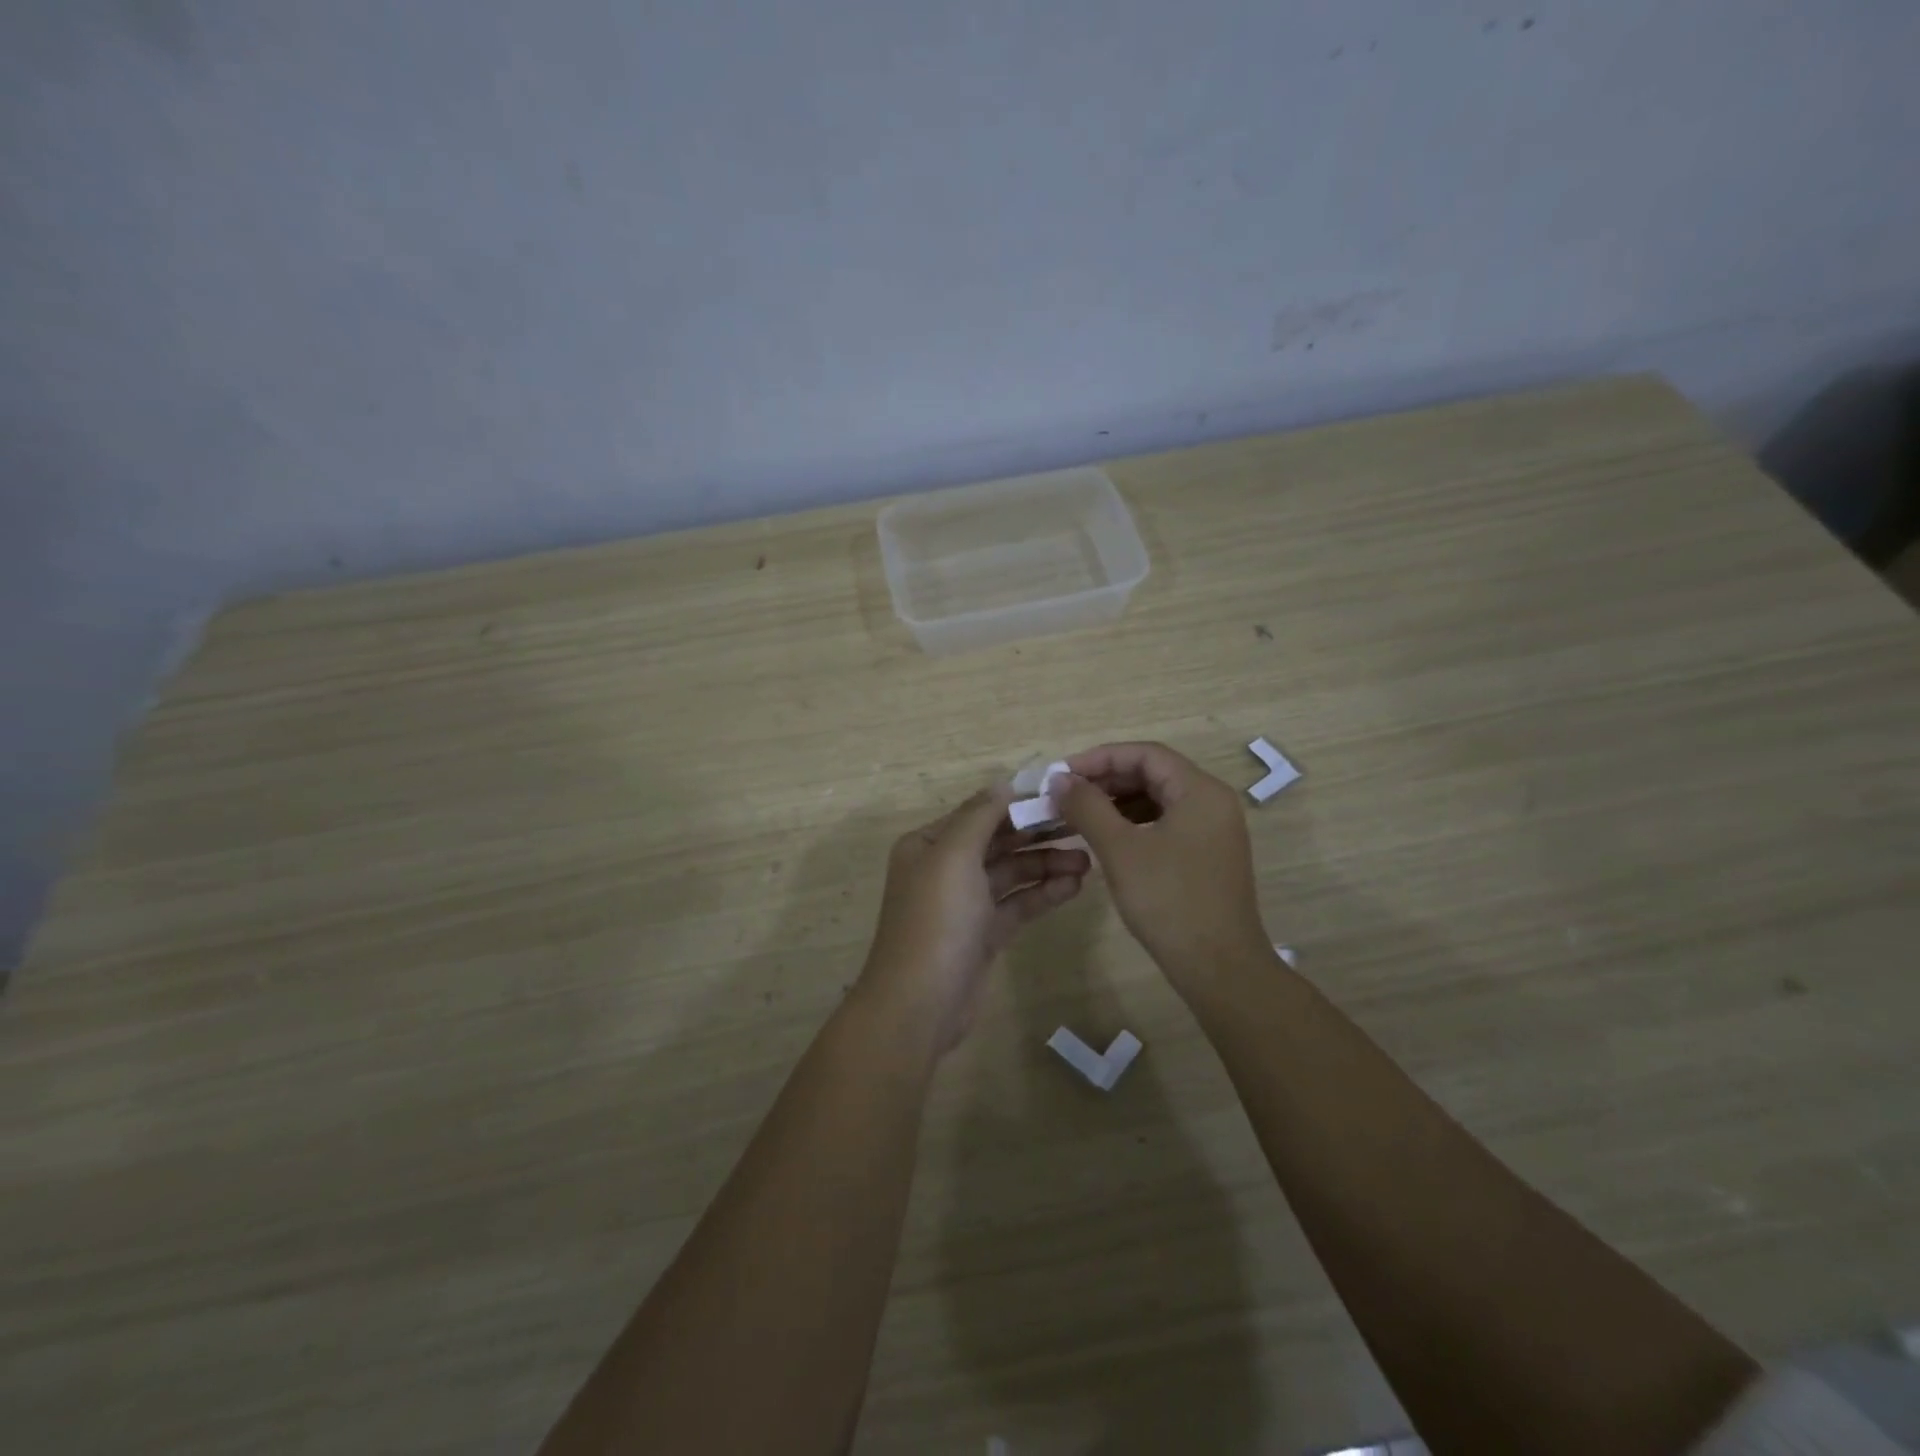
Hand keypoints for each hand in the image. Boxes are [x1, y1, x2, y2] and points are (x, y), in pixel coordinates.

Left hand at [858, 785, 1089, 1054]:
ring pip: (1012, 873)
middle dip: (1038, 835)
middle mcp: (944, 868)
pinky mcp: (984, 934)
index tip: (1062, 798)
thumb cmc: (936, 920)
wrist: (919, 1005)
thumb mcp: (954, 856)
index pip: (980, 813)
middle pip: (998, 841)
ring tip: (1088, 862)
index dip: (1018, 804)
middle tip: (1083, 828)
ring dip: (1047, 865)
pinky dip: (1043, 894)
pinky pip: (1017, 904)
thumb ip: (980, 816)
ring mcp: (965, 903)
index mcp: (929, 845)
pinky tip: (1074, 887)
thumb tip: (1005, 783)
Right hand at [1052, 742, 1271, 994]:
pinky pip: (1166, 823)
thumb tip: (1059, 780)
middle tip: (1065, 795)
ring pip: (1158, 800)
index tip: (1062, 775)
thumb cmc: (1169, 901)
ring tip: (1078, 815)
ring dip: (1117, 802)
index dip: (1100, 758)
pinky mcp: (1207, 855)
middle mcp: (1212, 802)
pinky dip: (1133, 824)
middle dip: (1106, 780)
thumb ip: (1088, 807)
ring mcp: (1213, 830)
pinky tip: (1106, 838)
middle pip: (1153, 773)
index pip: (1145, 754)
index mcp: (1200, 791)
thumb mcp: (1120, 850)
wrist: (1219, 968)